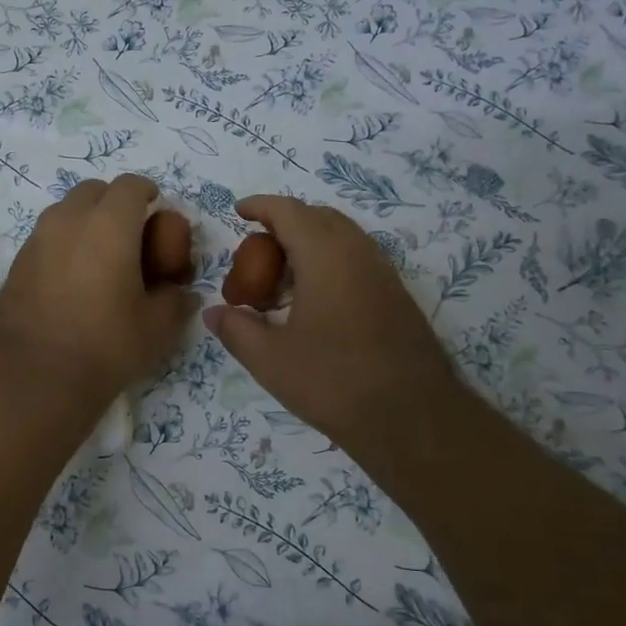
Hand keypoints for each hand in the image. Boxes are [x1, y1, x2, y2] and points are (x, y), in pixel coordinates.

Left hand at [0, 174, 197, 407]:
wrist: (36, 376)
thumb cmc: (106, 345)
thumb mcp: (158, 327)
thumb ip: (176, 300)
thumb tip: (181, 293)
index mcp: (109, 224)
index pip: (131, 185)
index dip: (147, 193)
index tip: (156, 210)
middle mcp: (69, 220)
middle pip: (94, 190)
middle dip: (114, 202)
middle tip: (129, 234)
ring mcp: (37, 239)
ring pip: (65, 211)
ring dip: (86, 221)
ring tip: (100, 257)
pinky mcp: (17, 263)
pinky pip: (46, 237)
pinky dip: (63, 244)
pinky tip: (72, 279)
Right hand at [203, 195, 472, 461]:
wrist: (412, 419)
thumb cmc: (333, 383)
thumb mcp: (270, 360)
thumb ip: (236, 329)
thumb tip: (213, 312)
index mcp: (326, 257)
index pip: (290, 212)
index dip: (261, 206)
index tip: (239, 211)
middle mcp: (359, 254)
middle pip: (320, 217)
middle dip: (286, 223)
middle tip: (258, 252)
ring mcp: (384, 274)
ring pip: (343, 237)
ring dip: (311, 243)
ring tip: (284, 277)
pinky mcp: (397, 297)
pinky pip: (358, 259)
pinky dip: (331, 262)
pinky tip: (315, 300)